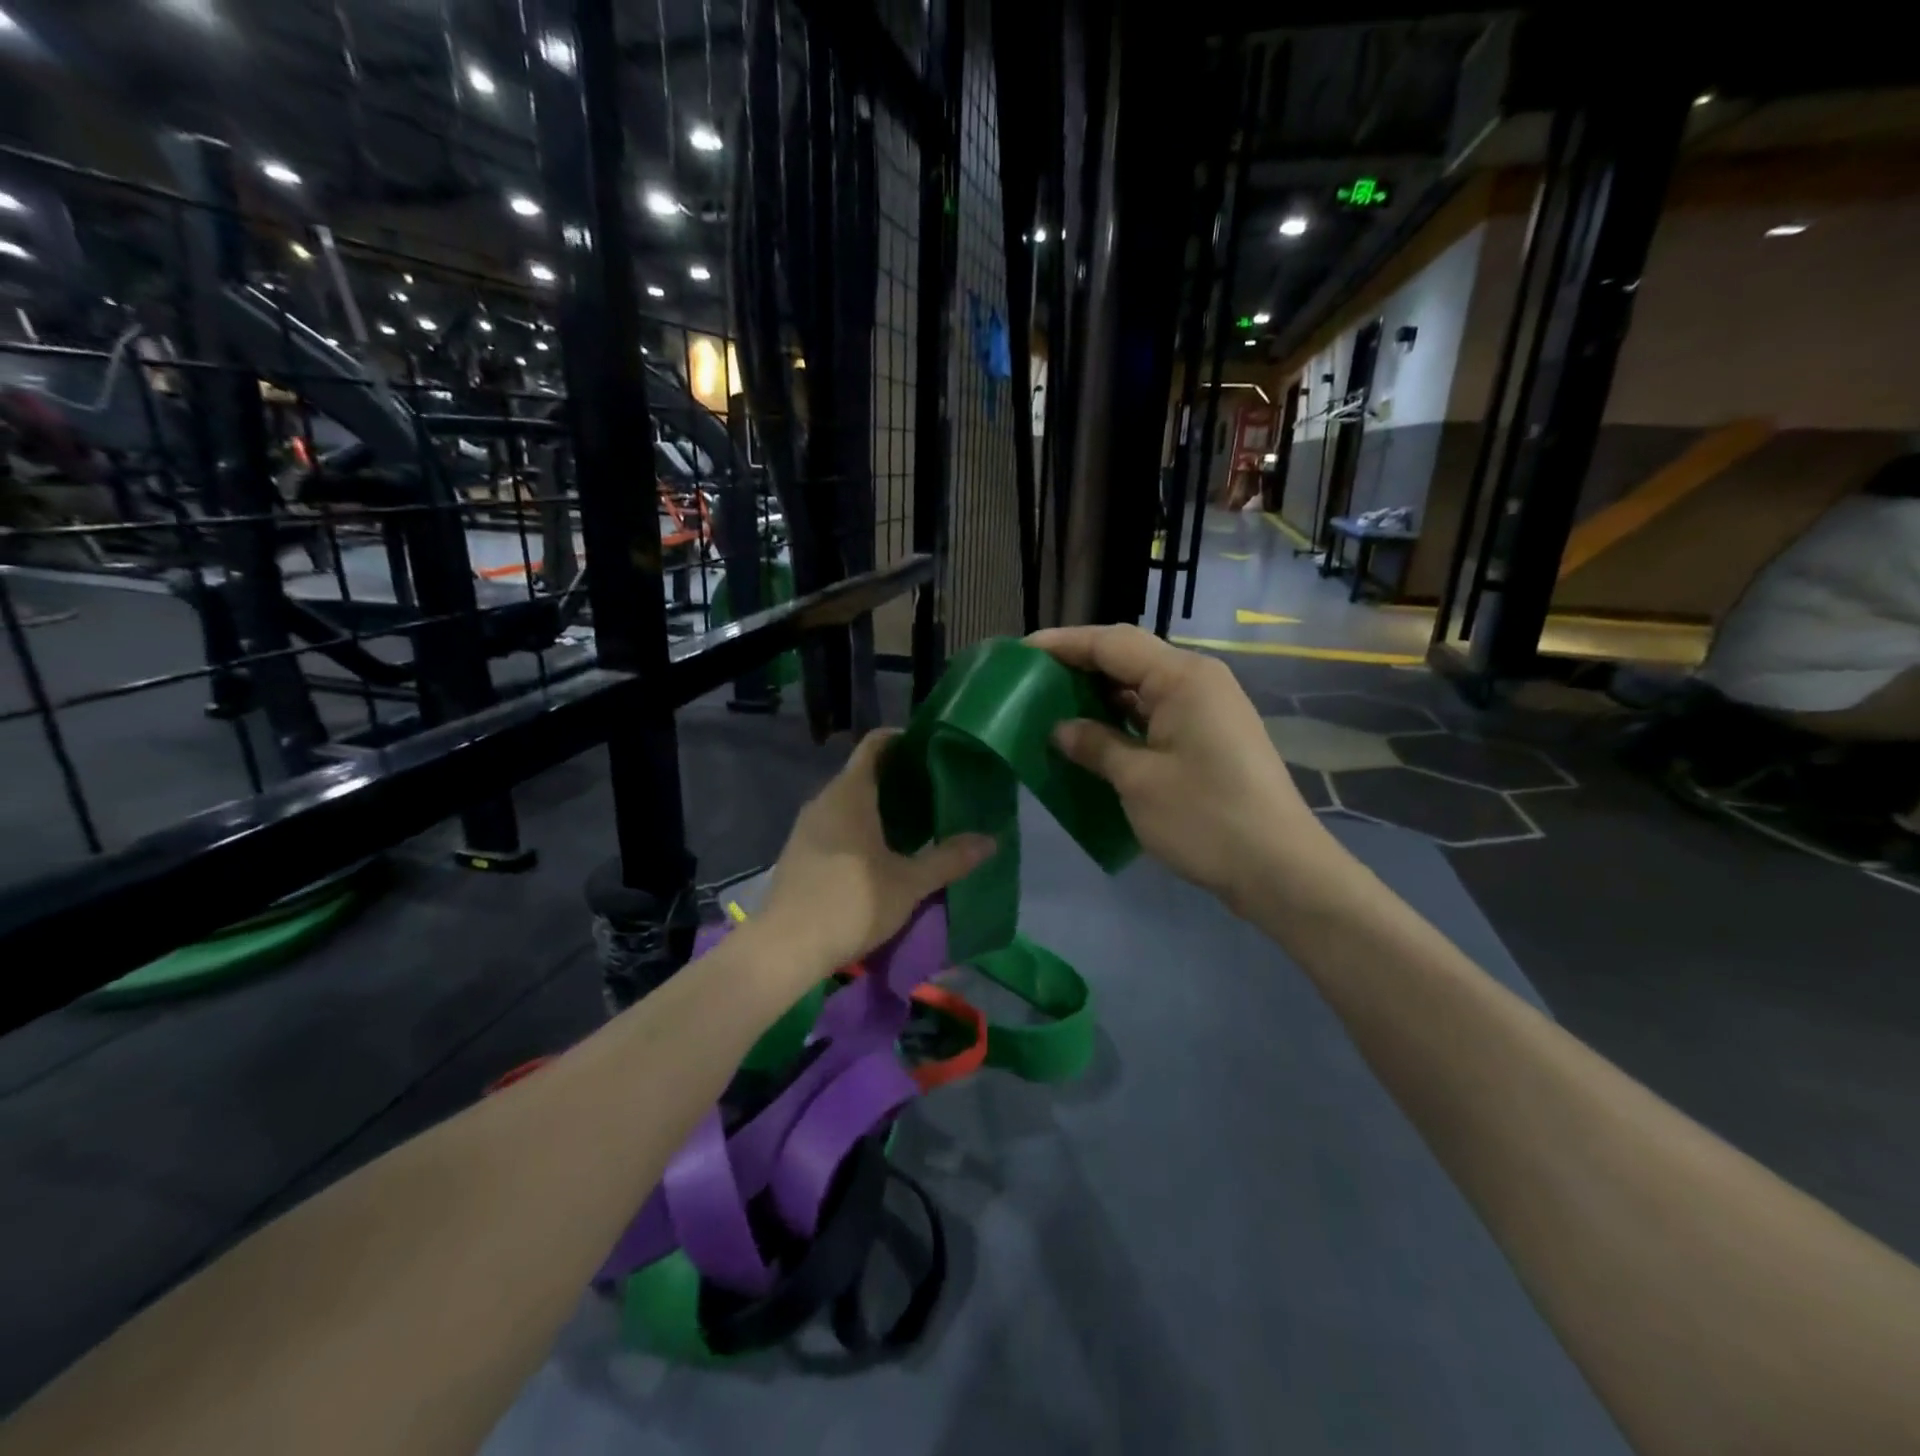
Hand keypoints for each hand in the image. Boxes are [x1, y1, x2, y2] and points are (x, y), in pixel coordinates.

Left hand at [757, 730, 996, 979]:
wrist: (785, 948)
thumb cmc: (852, 903)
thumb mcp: (909, 883)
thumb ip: (949, 859)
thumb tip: (991, 840)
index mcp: (850, 793)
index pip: (875, 745)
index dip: (903, 740)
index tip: (931, 750)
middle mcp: (824, 800)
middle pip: (863, 773)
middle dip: (898, 778)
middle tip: (935, 791)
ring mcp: (807, 827)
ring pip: (848, 802)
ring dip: (878, 807)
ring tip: (915, 823)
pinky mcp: (799, 852)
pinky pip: (835, 825)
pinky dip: (860, 827)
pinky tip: (881, 853)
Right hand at [1028, 625, 1340, 910]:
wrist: (1279, 869)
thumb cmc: (1205, 818)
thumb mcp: (1138, 781)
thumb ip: (1095, 745)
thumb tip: (1060, 728)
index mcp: (1182, 677)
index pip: (1112, 643)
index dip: (1063, 644)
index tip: (1020, 652)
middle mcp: (1198, 681)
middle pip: (1129, 658)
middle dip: (1080, 665)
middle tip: (1031, 681)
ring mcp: (1208, 709)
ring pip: (1142, 687)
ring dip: (1100, 694)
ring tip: (1053, 705)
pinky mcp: (1210, 737)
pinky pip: (1156, 713)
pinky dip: (1123, 719)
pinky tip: (1093, 736)